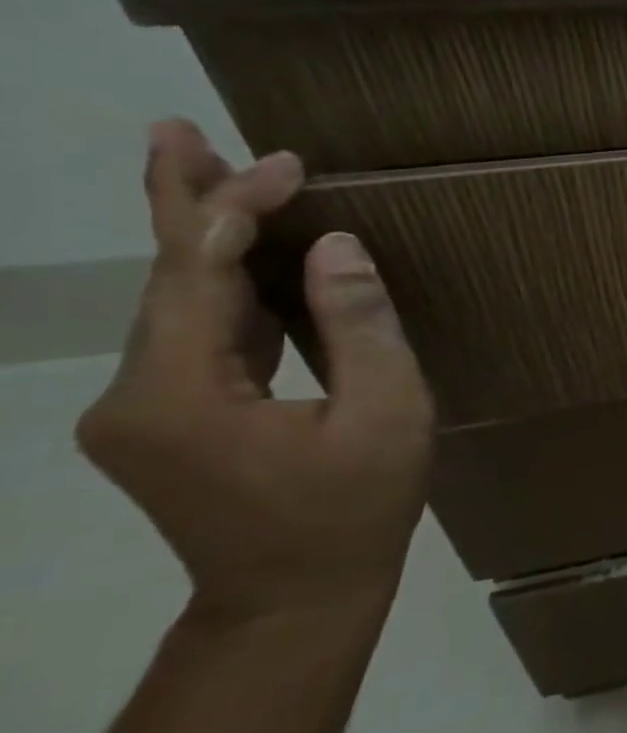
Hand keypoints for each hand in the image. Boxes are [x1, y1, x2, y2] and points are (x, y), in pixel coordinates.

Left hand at [76, 120, 434, 621]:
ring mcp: (142, 411)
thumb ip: (360, 328)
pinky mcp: (165, 421)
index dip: (235, 210)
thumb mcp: (385, 416)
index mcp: (180, 394)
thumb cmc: (353, 510)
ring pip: (176, 305)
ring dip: (206, 242)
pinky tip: (245, 262)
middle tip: (180, 132)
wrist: (292, 600)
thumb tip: (338, 247)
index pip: (197, 275)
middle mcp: (134, 395)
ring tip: (220, 176)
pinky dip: (220, 290)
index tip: (285, 162)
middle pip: (167, 280)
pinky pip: (193, 338)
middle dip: (188, 204)